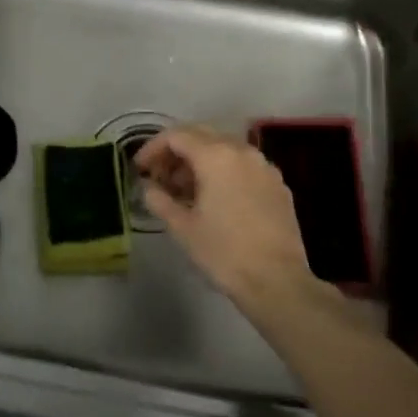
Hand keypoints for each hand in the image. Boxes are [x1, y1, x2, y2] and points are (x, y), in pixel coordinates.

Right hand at [133, 125, 322, 313]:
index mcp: (216, 156)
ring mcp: (264, 166)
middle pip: (201, 135)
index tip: (140, 168)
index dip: (153, 148)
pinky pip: (243, 165)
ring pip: (224, 148)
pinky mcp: (278, 184)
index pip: (176, 136)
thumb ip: (159, 199)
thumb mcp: (182, 228)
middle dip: (176, 151)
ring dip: (200, 160)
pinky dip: (223, 171)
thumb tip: (148, 187)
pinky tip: (215, 198)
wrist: (277, 281)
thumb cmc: (224, 252)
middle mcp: (242, 151)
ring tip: (184, 190)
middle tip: (160, 176)